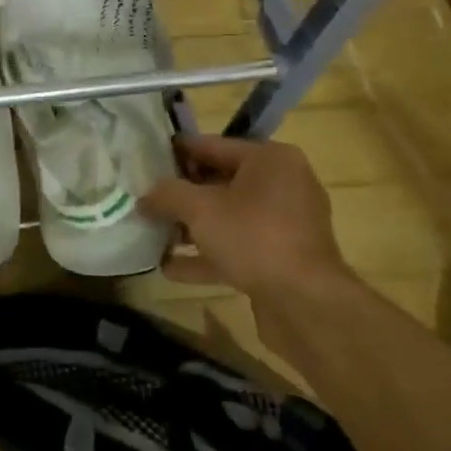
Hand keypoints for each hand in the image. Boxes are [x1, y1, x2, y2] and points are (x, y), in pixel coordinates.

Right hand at [140, 134, 355, 303]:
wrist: (306, 304)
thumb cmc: (253, 237)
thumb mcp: (200, 209)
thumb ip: (168, 195)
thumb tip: (144, 195)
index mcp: (270, 160)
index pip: (213, 145)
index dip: (177, 153)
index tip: (147, 159)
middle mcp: (283, 185)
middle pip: (221, 182)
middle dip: (183, 195)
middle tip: (147, 199)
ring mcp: (285, 225)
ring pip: (228, 218)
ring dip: (191, 228)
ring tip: (153, 234)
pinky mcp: (282, 259)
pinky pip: (238, 247)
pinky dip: (208, 255)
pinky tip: (171, 268)